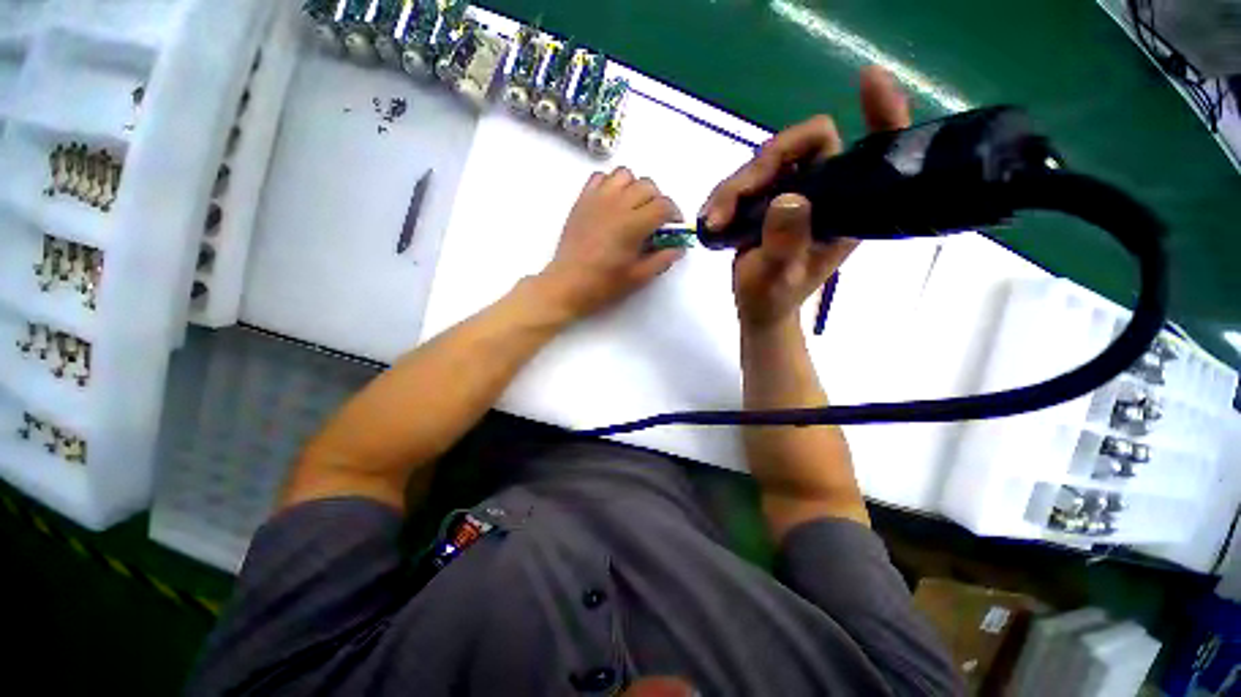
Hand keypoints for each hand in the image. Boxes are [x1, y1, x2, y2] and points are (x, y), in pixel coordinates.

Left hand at [536, 167, 684, 320]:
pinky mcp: (582, 200)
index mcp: (632, 225)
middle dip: (658, 201)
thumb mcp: (638, 277)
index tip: (674, 227)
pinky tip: (613, 203)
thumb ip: (662, 260)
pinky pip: (600, 177)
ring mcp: (597, 199)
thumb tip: (679, 247)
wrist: (567, 285)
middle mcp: (617, 205)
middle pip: (648, 186)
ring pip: (625, 175)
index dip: (674, 214)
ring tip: (634, 208)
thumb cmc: (603, 284)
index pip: (663, 205)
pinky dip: (611, 184)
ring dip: (635, 188)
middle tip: (655, 221)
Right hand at [700, 66, 910, 330]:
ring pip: (767, 162)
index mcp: (847, 209)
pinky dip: (726, 194)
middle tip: (730, 202)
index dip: (880, 113)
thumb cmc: (774, 298)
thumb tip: (787, 198)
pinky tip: (712, 216)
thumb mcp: (779, 277)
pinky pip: (748, 179)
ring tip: (714, 219)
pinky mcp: (769, 197)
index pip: (874, 149)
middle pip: (803, 145)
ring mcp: (796, 192)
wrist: (758, 307)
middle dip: (763, 167)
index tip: (866, 80)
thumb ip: (784, 244)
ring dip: (735, 186)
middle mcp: (826, 191)